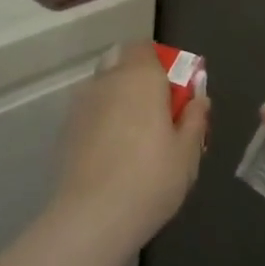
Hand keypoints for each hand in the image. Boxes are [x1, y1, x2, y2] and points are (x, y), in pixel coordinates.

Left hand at [56, 43, 209, 246]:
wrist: (92, 218)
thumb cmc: (151, 178)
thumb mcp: (188, 152)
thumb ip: (195, 119)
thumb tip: (199, 99)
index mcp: (141, 77)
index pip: (146, 48)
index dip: (161, 64)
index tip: (175, 92)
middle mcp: (107, 81)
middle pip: (122, 63)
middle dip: (140, 80)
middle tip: (159, 114)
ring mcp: (81, 105)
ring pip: (104, 88)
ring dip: (120, 100)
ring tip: (136, 138)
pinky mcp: (66, 130)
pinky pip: (91, 113)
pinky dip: (103, 122)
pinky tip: (114, 154)